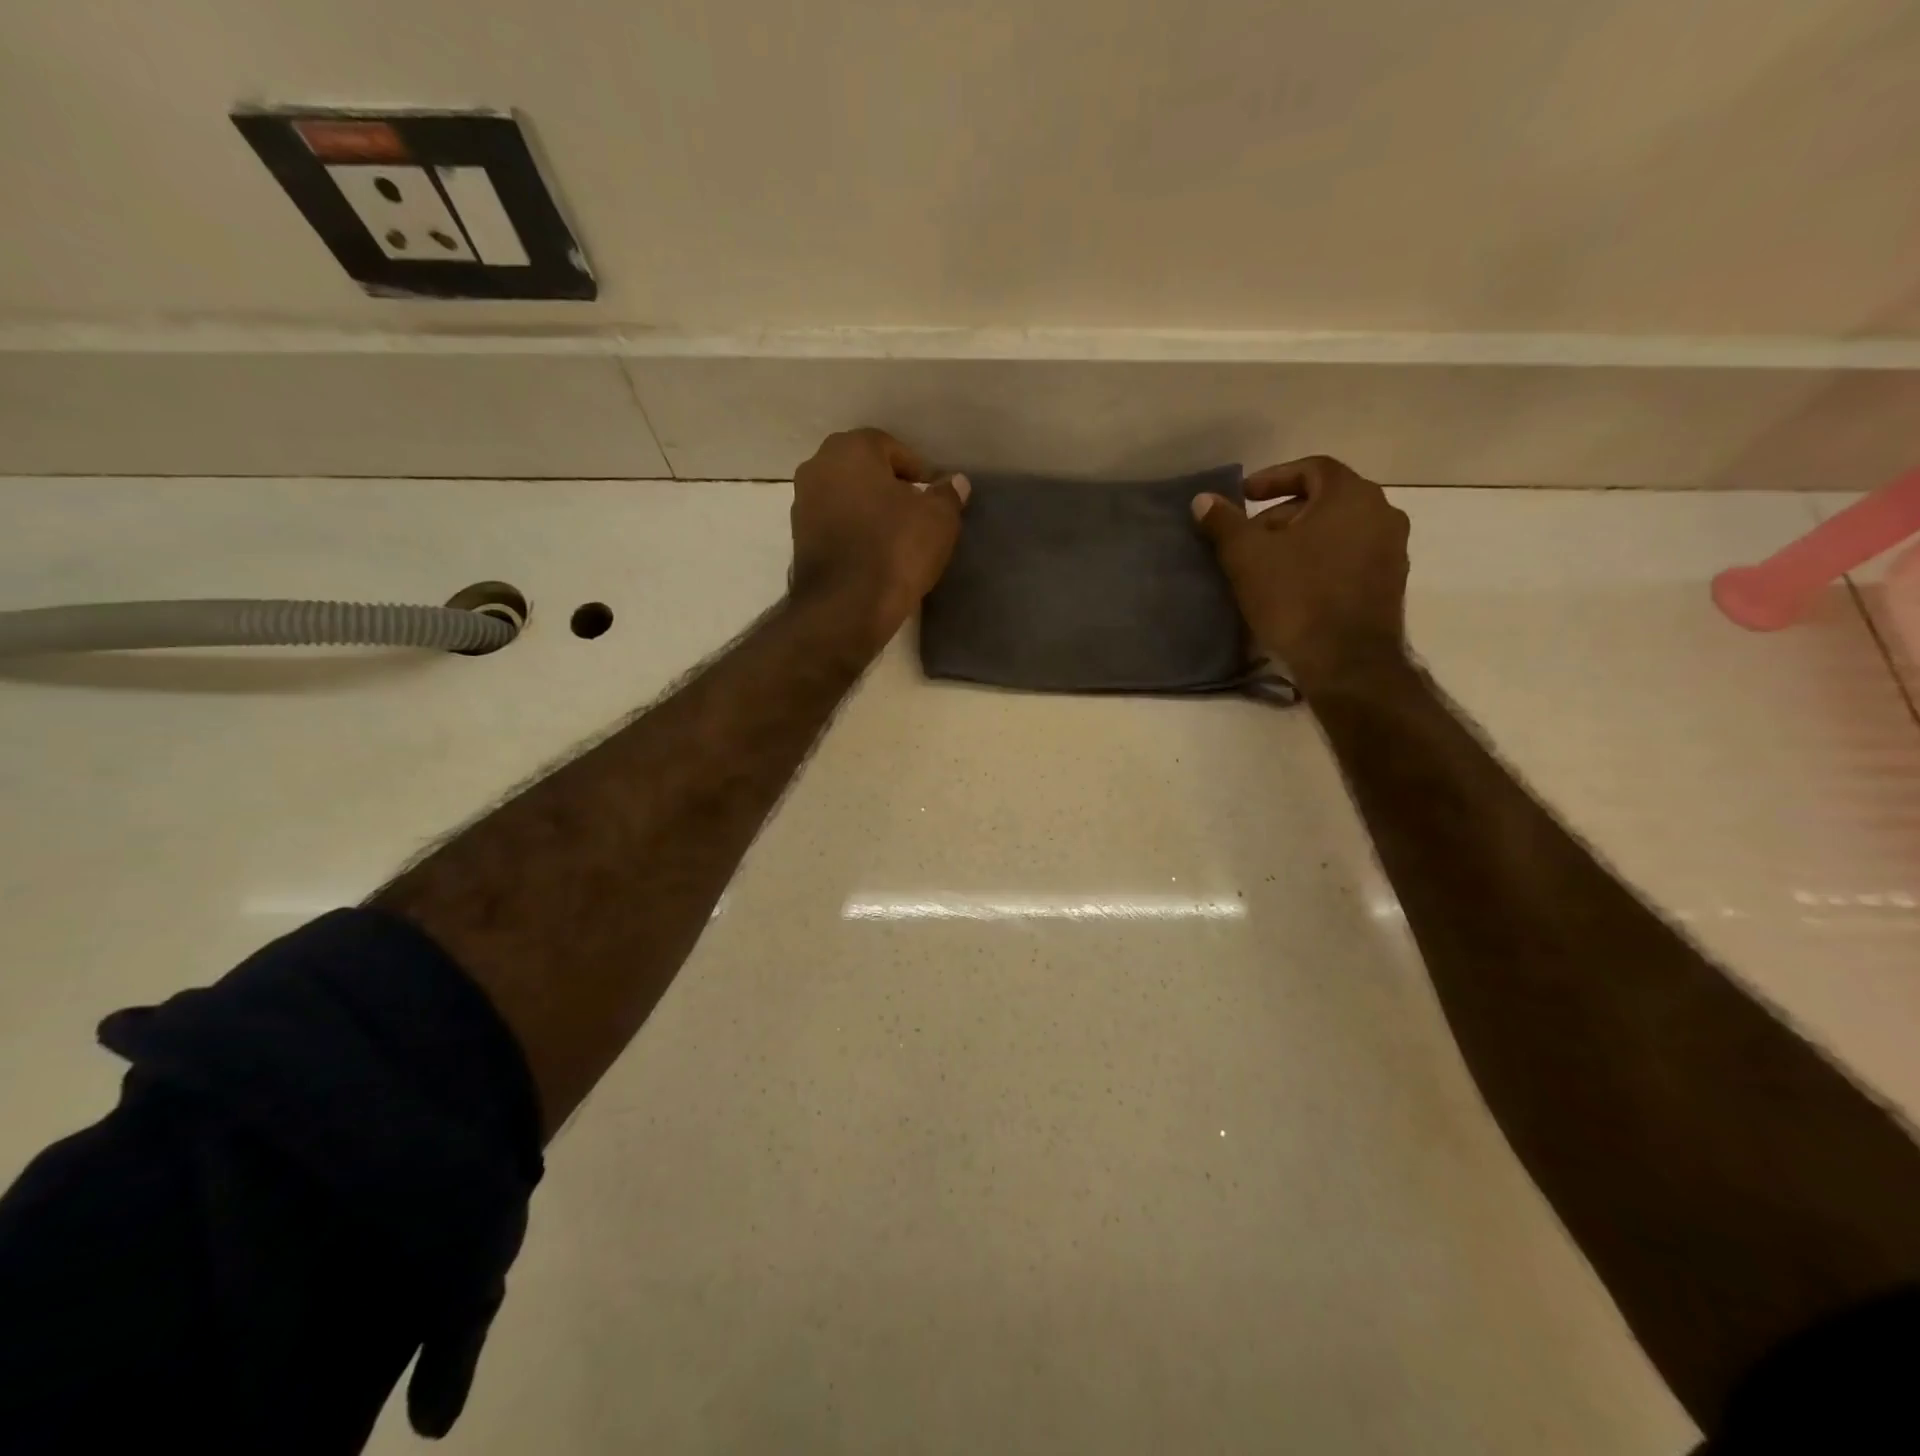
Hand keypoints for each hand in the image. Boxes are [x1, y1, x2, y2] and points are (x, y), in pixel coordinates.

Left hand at [789, 428, 969, 650]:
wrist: (845, 607)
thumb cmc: (895, 549)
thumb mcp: (938, 519)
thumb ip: (948, 494)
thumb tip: (956, 482)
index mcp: (850, 449)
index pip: (891, 447)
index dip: (917, 471)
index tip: (933, 496)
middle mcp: (818, 467)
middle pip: (863, 470)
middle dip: (890, 487)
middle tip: (916, 514)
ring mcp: (802, 504)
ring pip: (846, 498)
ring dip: (869, 510)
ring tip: (896, 537)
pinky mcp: (799, 540)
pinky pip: (834, 525)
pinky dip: (853, 532)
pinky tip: (873, 554)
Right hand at [1192, 455, 1409, 693]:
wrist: (1346, 661)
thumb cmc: (1295, 597)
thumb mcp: (1247, 557)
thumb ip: (1224, 523)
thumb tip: (1203, 500)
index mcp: (1351, 496)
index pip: (1312, 468)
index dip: (1273, 478)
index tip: (1244, 497)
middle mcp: (1382, 514)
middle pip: (1325, 501)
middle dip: (1283, 516)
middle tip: (1249, 538)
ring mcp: (1392, 551)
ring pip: (1338, 532)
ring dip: (1302, 541)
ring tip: (1267, 566)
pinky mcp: (1390, 585)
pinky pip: (1350, 559)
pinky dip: (1321, 562)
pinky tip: (1293, 588)